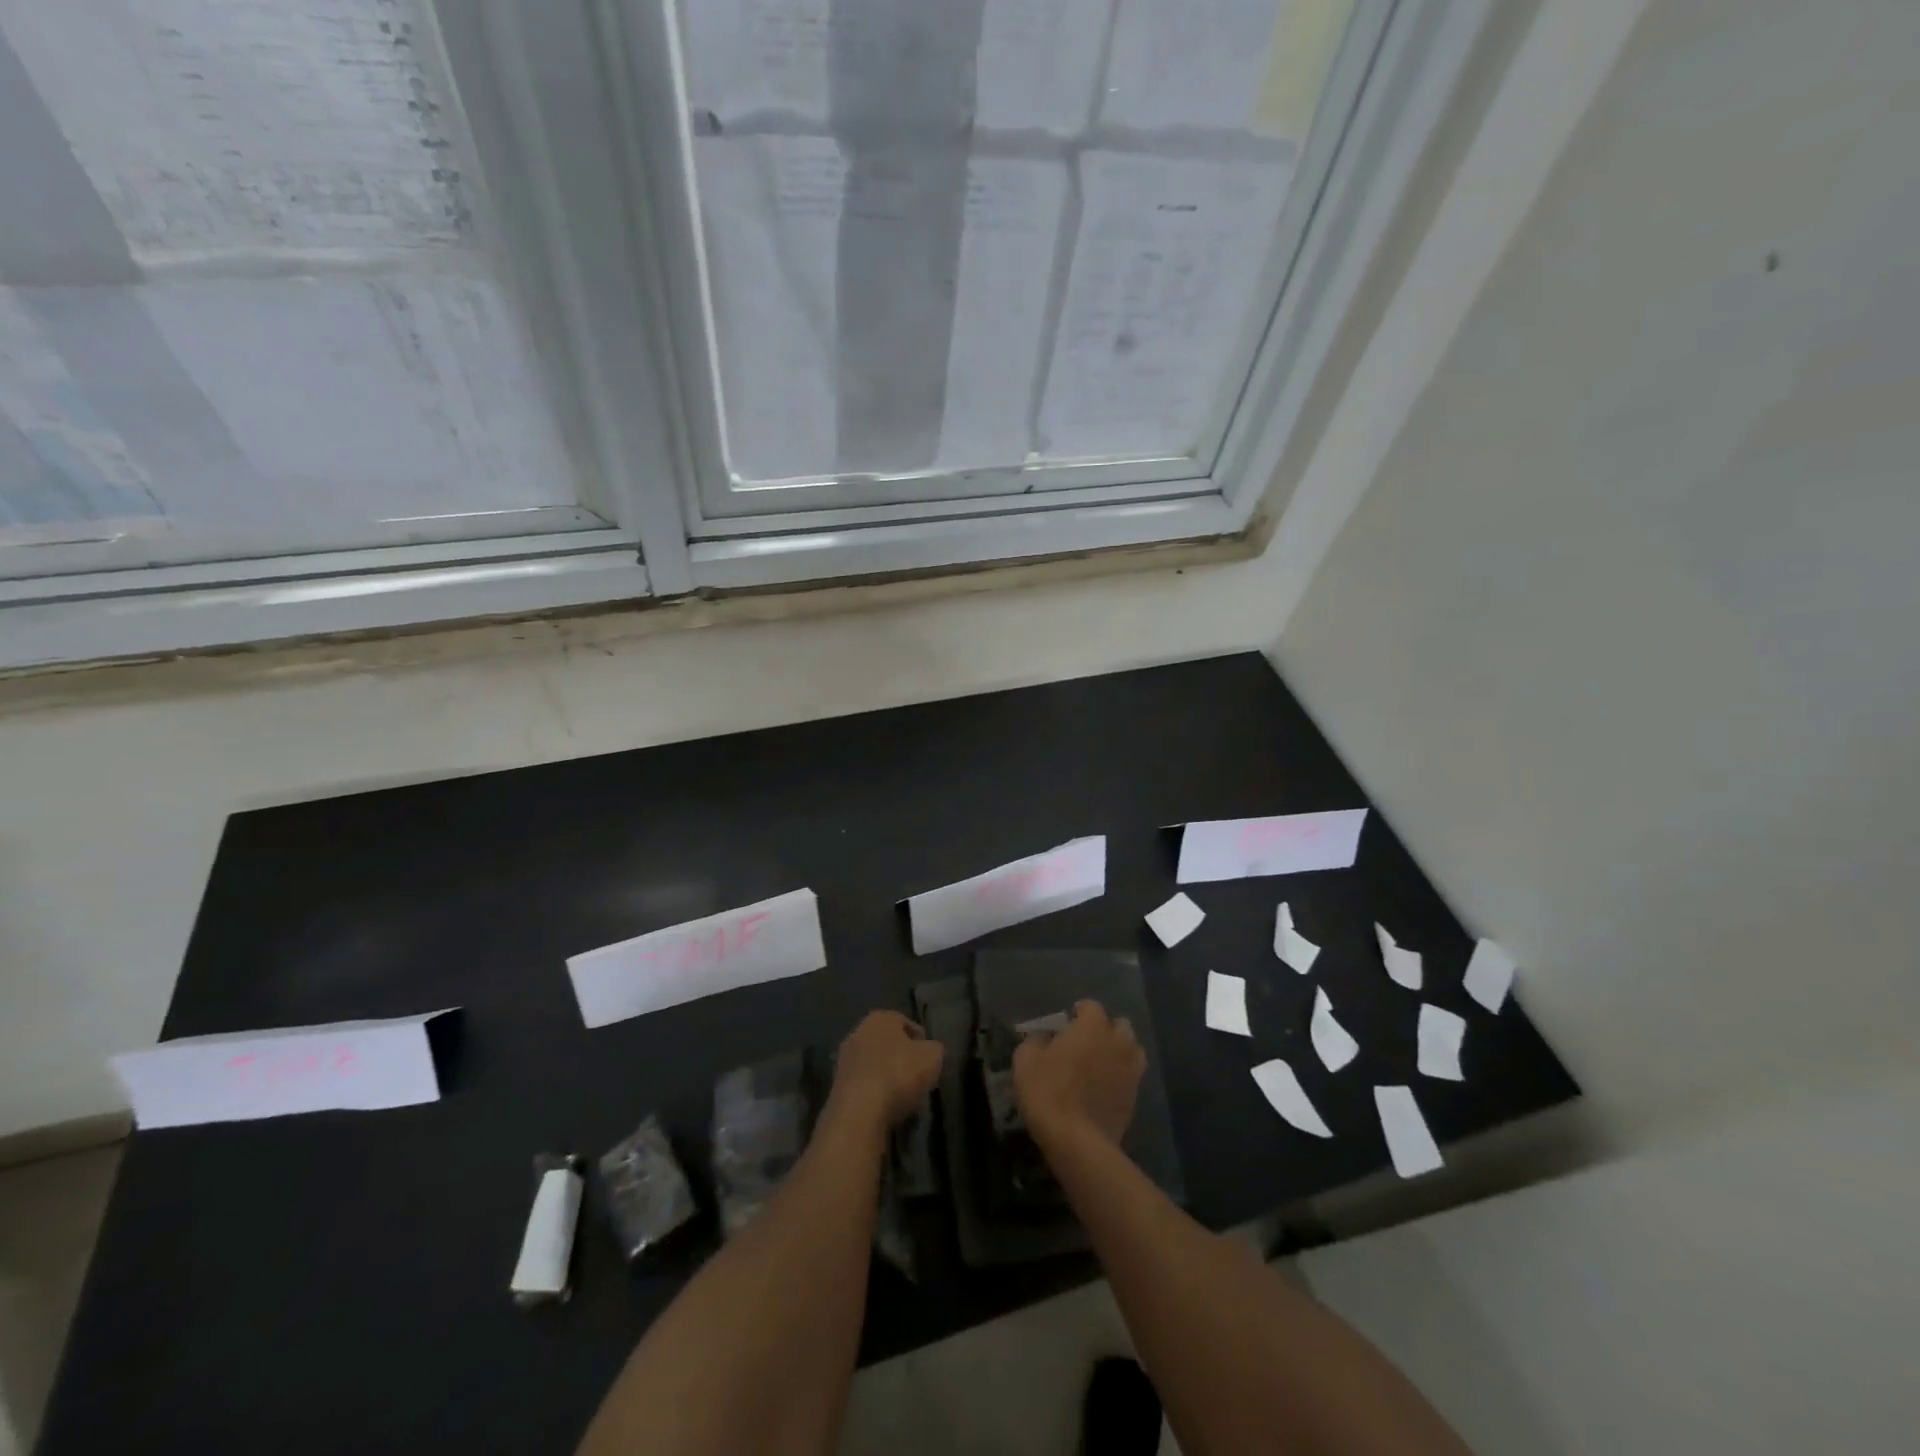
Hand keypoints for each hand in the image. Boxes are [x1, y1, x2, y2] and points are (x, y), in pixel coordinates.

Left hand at [828, 1011, 944, 1132]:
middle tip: (918, 1077)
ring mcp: (844, 1060)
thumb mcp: (933, 1056)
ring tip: (905, 1097)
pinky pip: (864, 1086)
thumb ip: (935, 1048)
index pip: (906, 1023)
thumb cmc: (899, 1074)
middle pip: (887, 1044)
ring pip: (875, 1066)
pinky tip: (887, 1108)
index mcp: (880, 1018)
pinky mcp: (837, 1087)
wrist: (859, 1112)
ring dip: (888, 1078)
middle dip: (902, 1058)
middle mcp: (858, 1032)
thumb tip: (931, 1050)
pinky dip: (875, 1094)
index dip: (922, 1041)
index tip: (930, 1059)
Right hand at [1014, 999, 1144, 1149]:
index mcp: (1093, 1027)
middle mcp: (1118, 1043)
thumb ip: (1036, 1040)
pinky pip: (1131, 1078)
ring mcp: (1131, 1071)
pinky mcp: (1135, 1099)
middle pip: (1119, 1025)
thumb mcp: (1026, 1059)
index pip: (1091, 1006)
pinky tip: (1104, 1089)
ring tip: (1100, 1065)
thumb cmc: (1048, 1091)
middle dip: (1104, 1029)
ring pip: (1132, 1051)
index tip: (1066, 1023)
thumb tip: (1044, 1038)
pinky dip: (1121, 1078)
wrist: (1076, 1141)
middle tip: (1085, 1043)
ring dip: (1119, 1052)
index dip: (1078, 1012)